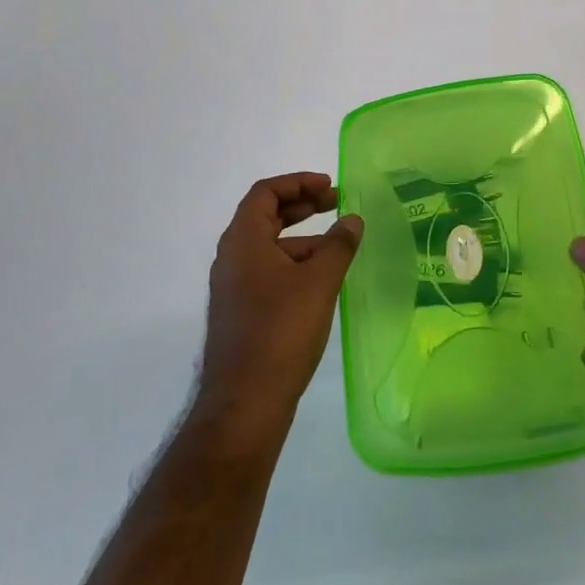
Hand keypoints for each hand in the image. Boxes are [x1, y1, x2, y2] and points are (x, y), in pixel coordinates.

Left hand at [195, 173, 362, 432]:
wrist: (245, 402)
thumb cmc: (281, 331)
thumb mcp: (318, 282)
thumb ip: (338, 246)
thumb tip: (352, 219)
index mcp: (243, 240)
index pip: (265, 193)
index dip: (298, 182)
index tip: (331, 187)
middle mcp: (232, 257)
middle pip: (265, 216)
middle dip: (302, 206)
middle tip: (337, 204)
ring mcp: (233, 287)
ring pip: (269, 247)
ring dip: (302, 238)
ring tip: (340, 247)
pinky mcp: (241, 312)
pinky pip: (268, 272)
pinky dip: (295, 264)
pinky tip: (322, 282)